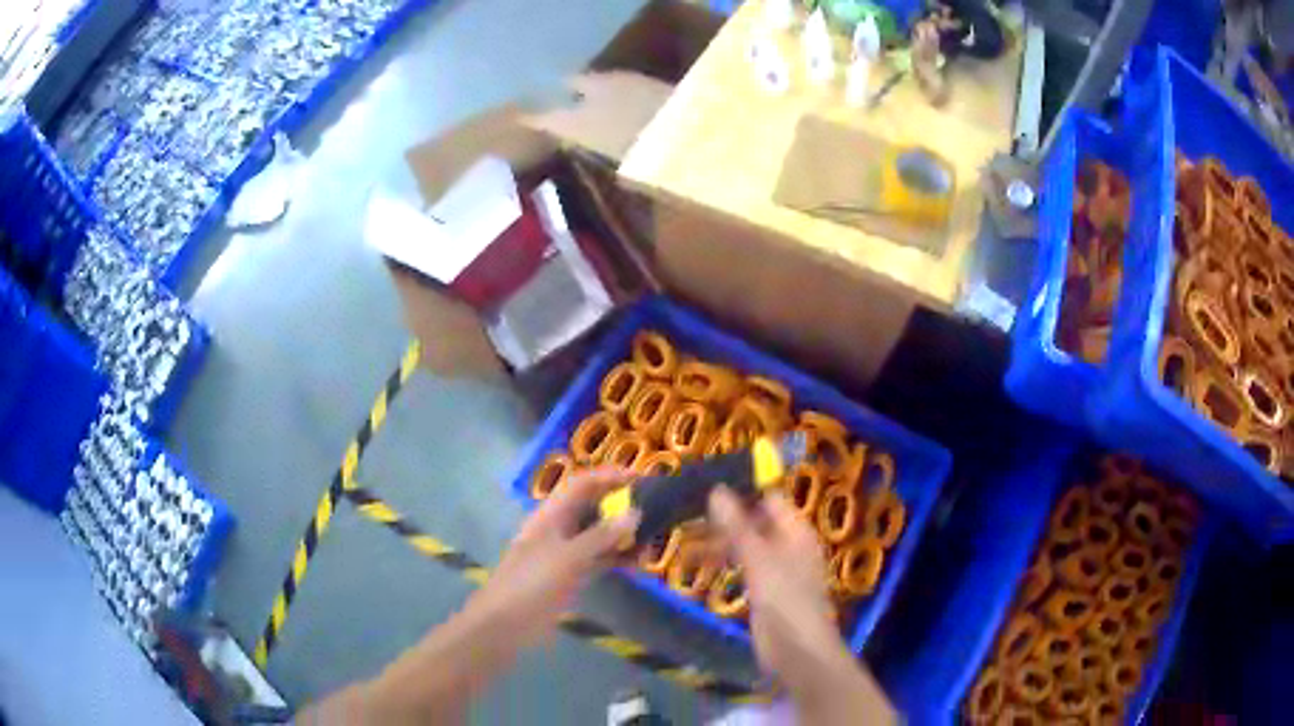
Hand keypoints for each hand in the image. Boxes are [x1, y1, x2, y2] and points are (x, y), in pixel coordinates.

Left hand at [465, 468, 640, 647]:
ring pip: (598, 536)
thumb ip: (601, 536)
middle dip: (620, 506)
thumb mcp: (568, 558)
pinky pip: (597, 560)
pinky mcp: (569, 576)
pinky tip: (637, 564)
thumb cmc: (532, 583)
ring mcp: (564, 554)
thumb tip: (634, 513)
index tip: (642, 479)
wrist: (505, 624)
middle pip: (592, 508)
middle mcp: (558, 529)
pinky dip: (616, 559)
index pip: (583, 485)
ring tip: (651, 539)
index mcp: (551, 515)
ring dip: (622, 536)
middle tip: (655, 511)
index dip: (610, 477)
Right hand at [707, 487, 845, 690]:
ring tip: (684, 536)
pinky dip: (723, 562)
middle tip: (687, 509)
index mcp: (796, 532)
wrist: (797, 651)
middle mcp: (788, 545)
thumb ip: (737, 526)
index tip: (707, 482)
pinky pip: (742, 568)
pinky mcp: (764, 592)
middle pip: (756, 522)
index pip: (770, 499)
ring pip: (746, 545)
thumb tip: (716, 489)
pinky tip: (698, 563)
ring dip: (719, 541)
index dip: (743, 489)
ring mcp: (776, 570)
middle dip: (725, 517)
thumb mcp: (759, 559)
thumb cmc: (785, 599)